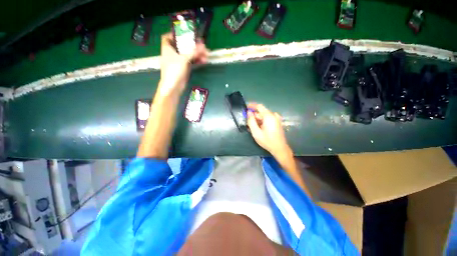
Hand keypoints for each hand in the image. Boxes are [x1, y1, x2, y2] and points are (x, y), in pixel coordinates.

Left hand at [158, 33, 208, 95]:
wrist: (173, 86)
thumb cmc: (174, 70)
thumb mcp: (183, 59)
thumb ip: (193, 52)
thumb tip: (203, 46)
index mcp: (168, 48)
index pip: (168, 37)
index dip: (175, 34)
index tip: (185, 34)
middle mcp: (173, 53)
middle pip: (183, 46)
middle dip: (193, 45)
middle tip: (203, 45)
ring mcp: (179, 61)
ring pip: (189, 54)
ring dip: (197, 54)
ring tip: (207, 54)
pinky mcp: (185, 68)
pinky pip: (192, 61)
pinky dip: (197, 60)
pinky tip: (204, 60)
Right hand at [247, 103, 290, 157]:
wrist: (279, 148)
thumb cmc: (267, 140)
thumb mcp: (256, 132)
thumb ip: (251, 121)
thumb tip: (249, 112)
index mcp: (268, 116)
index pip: (259, 106)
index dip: (252, 105)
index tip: (246, 107)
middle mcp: (273, 115)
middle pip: (261, 112)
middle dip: (254, 115)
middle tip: (248, 122)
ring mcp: (276, 119)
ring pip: (264, 115)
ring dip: (258, 119)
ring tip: (253, 127)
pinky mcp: (277, 122)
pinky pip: (268, 118)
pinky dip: (262, 121)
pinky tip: (260, 127)